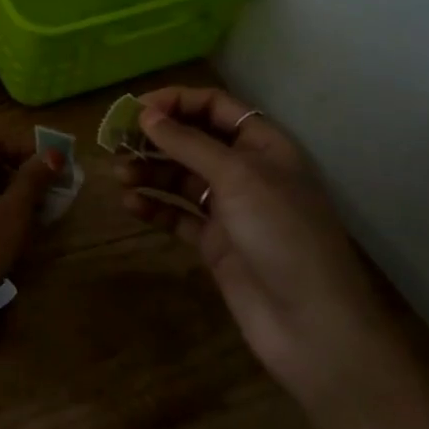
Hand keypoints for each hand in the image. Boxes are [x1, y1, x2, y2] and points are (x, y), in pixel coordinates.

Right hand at [119, 85, 406, 420]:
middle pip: (193, 140)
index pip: (215, 106)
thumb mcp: (237, 177)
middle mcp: (247, 171)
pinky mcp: (216, 243)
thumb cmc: (282, 234)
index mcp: (263, 145)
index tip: (136, 109)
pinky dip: (155, 206)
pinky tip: (132, 205)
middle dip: (155, 138)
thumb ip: (188, 143)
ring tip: (119, 175)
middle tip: (115, 141)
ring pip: (180, 176)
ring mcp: (231, 209)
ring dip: (149, 171)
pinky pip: (178, 214)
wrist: (313, 327)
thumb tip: (145, 113)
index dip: (175, 101)